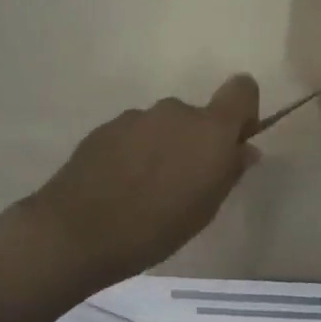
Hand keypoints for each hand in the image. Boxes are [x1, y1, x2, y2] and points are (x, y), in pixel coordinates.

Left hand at [13, 75, 261, 293]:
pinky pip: (133, 135)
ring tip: (145, 189)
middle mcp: (176, 111)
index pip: (242, 88)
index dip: (243, 110)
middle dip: (195, 141)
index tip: (233, 141)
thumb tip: (244, 149)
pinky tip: (118, 187)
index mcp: (210, 129)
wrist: (76, 233)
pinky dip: (133, 153)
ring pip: (163, 126)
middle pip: (197, 115)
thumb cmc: (156, 227)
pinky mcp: (105, 128)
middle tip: (183, 182)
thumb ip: (229, 171)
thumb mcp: (206, 209)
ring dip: (162, 147)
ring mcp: (137, 117)